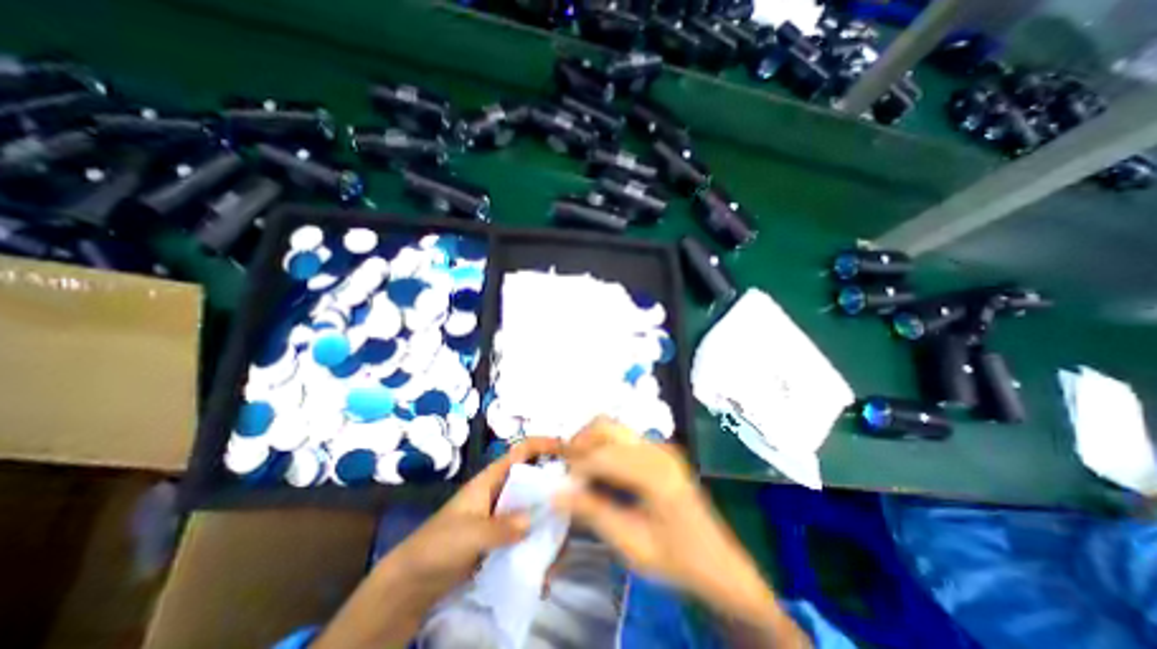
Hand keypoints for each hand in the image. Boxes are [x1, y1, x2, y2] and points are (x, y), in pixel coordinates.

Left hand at [380, 436, 559, 609]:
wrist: (413, 583)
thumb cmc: (437, 546)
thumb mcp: (467, 534)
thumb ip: (499, 527)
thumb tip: (532, 522)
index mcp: (493, 478)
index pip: (523, 451)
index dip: (545, 444)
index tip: (570, 450)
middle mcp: (503, 492)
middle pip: (535, 480)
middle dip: (555, 489)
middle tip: (576, 504)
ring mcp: (504, 516)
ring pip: (535, 509)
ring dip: (550, 526)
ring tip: (562, 550)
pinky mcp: (504, 539)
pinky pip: (529, 535)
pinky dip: (540, 548)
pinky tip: (547, 571)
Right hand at [556, 419, 806, 646]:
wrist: (719, 565)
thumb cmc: (677, 560)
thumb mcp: (632, 545)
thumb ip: (593, 513)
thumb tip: (556, 493)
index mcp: (654, 471)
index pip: (602, 454)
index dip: (576, 468)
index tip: (562, 488)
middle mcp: (656, 448)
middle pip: (605, 426)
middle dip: (580, 444)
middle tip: (567, 473)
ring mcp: (659, 446)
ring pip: (612, 429)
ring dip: (591, 445)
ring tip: (581, 475)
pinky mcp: (659, 451)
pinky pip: (622, 439)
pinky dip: (604, 450)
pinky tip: (601, 475)